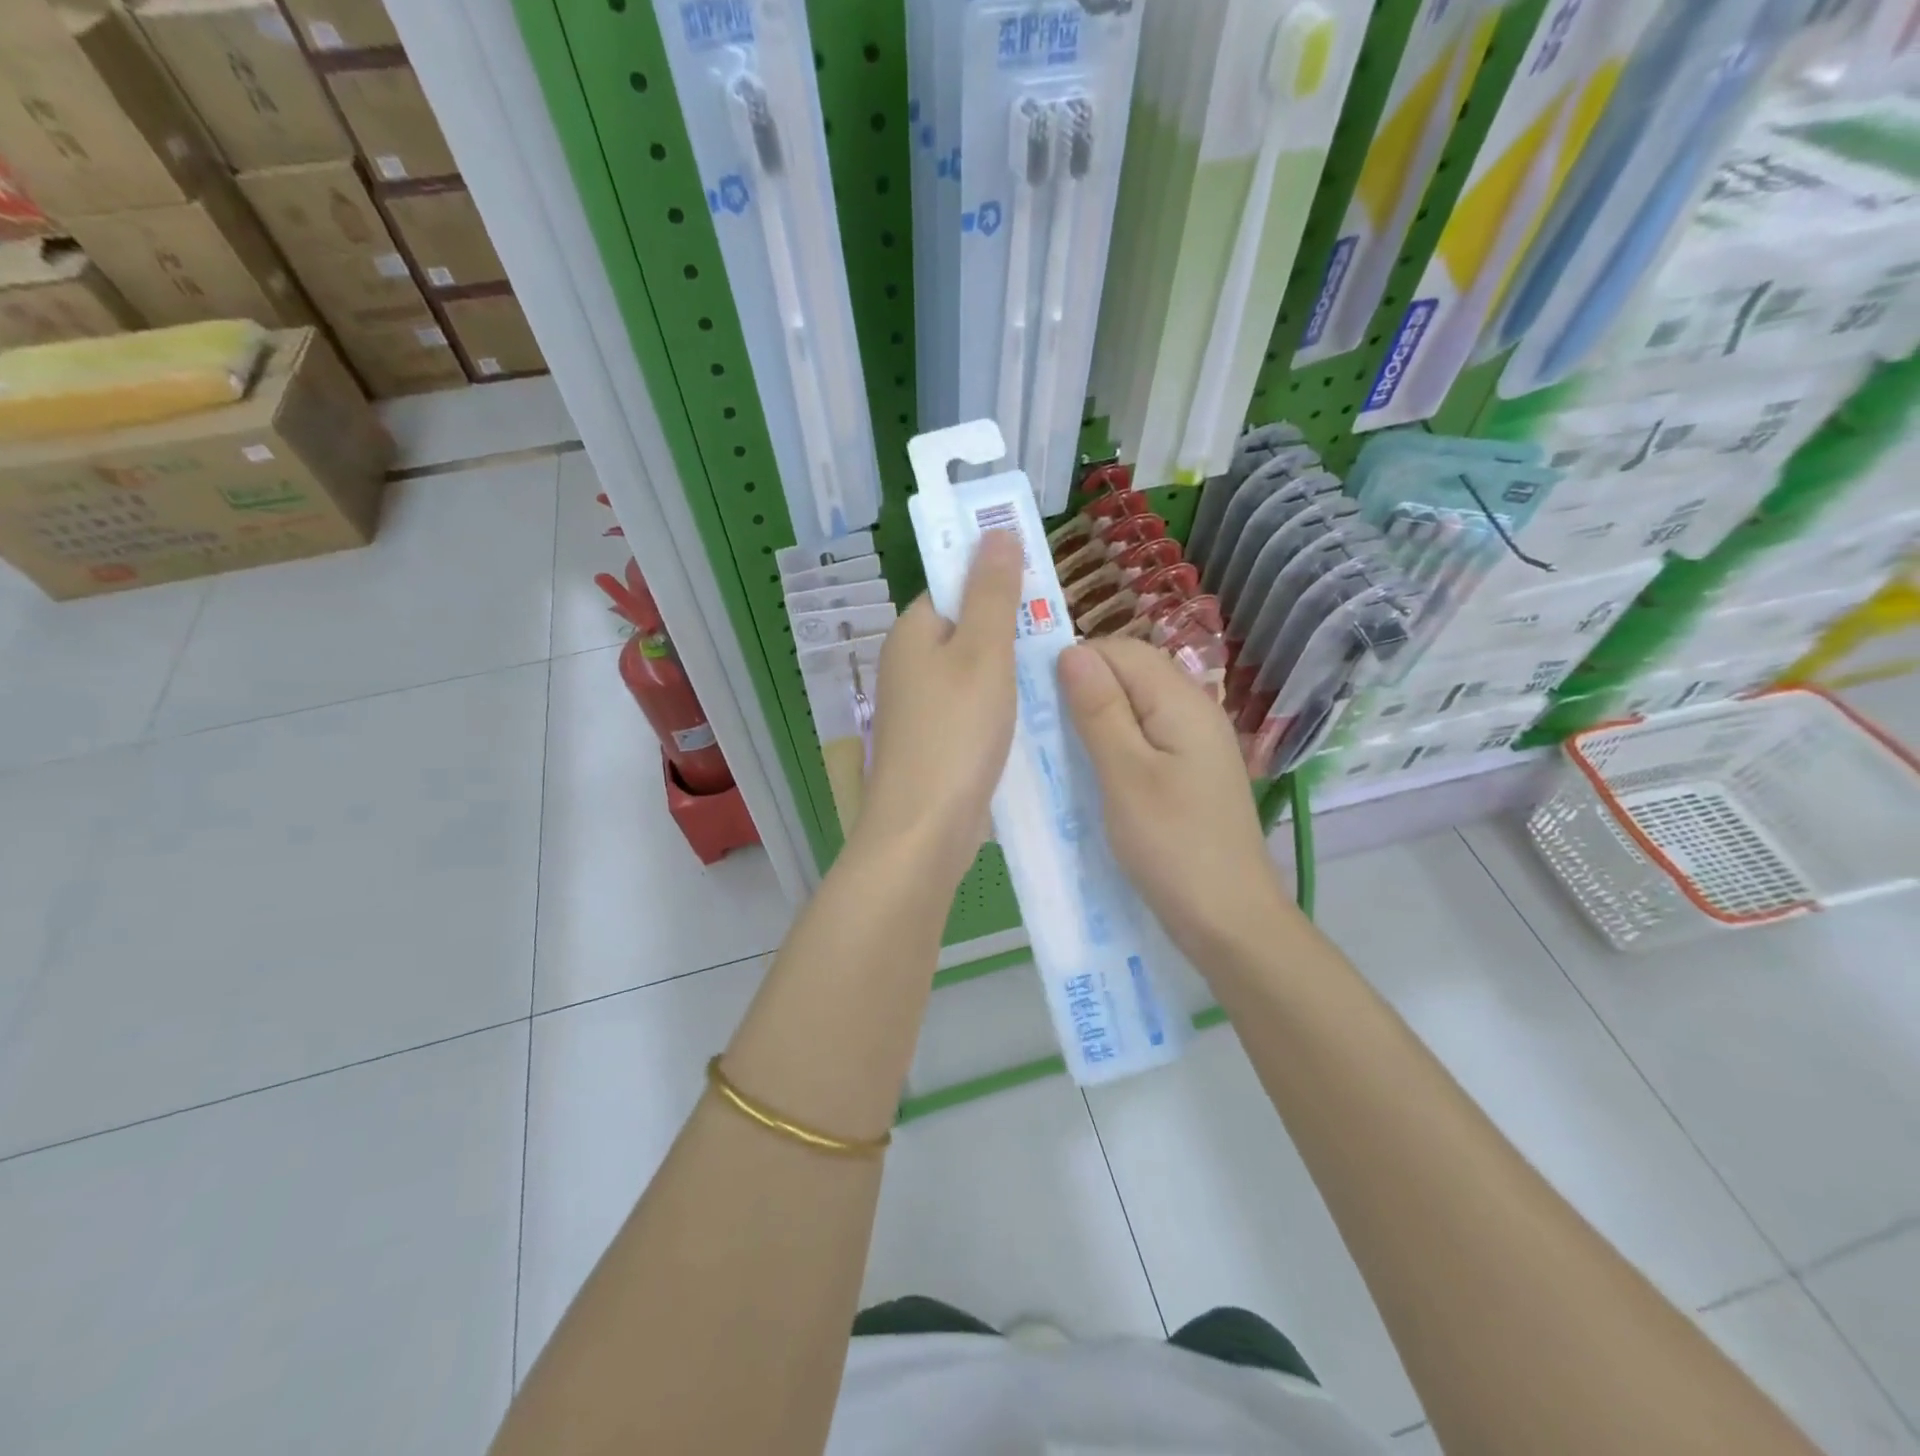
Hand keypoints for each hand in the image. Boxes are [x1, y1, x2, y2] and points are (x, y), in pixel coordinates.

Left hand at [857, 530, 1022, 886]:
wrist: (924, 830)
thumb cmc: (955, 733)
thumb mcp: (983, 653)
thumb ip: (992, 592)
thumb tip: (995, 530)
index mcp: (911, 632)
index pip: (953, 586)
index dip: (996, 583)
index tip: (1042, 594)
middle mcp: (907, 665)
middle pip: (966, 630)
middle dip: (1012, 632)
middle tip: (1059, 640)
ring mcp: (919, 709)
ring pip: (973, 674)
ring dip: (1011, 674)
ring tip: (1055, 678)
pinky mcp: (934, 744)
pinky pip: (973, 711)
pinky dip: (1001, 710)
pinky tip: (1032, 720)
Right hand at [1058, 637, 1294, 959]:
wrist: (1229, 921)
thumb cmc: (1172, 846)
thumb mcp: (1125, 775)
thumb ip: (1100, 710)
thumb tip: (1072, 650)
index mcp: (1182, 702)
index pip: (1123, 650)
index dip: (1078, 661)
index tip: (1036, 694)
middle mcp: (1194, 712)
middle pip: (1132, 675)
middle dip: (1084, 688)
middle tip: (1042, 725)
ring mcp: (1194, 745)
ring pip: (1136, 709)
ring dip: (1095, 719)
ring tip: (1058, 748)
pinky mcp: (1189, 774)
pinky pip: (1144, 740)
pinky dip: (1113, 746)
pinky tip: (1091, 771)